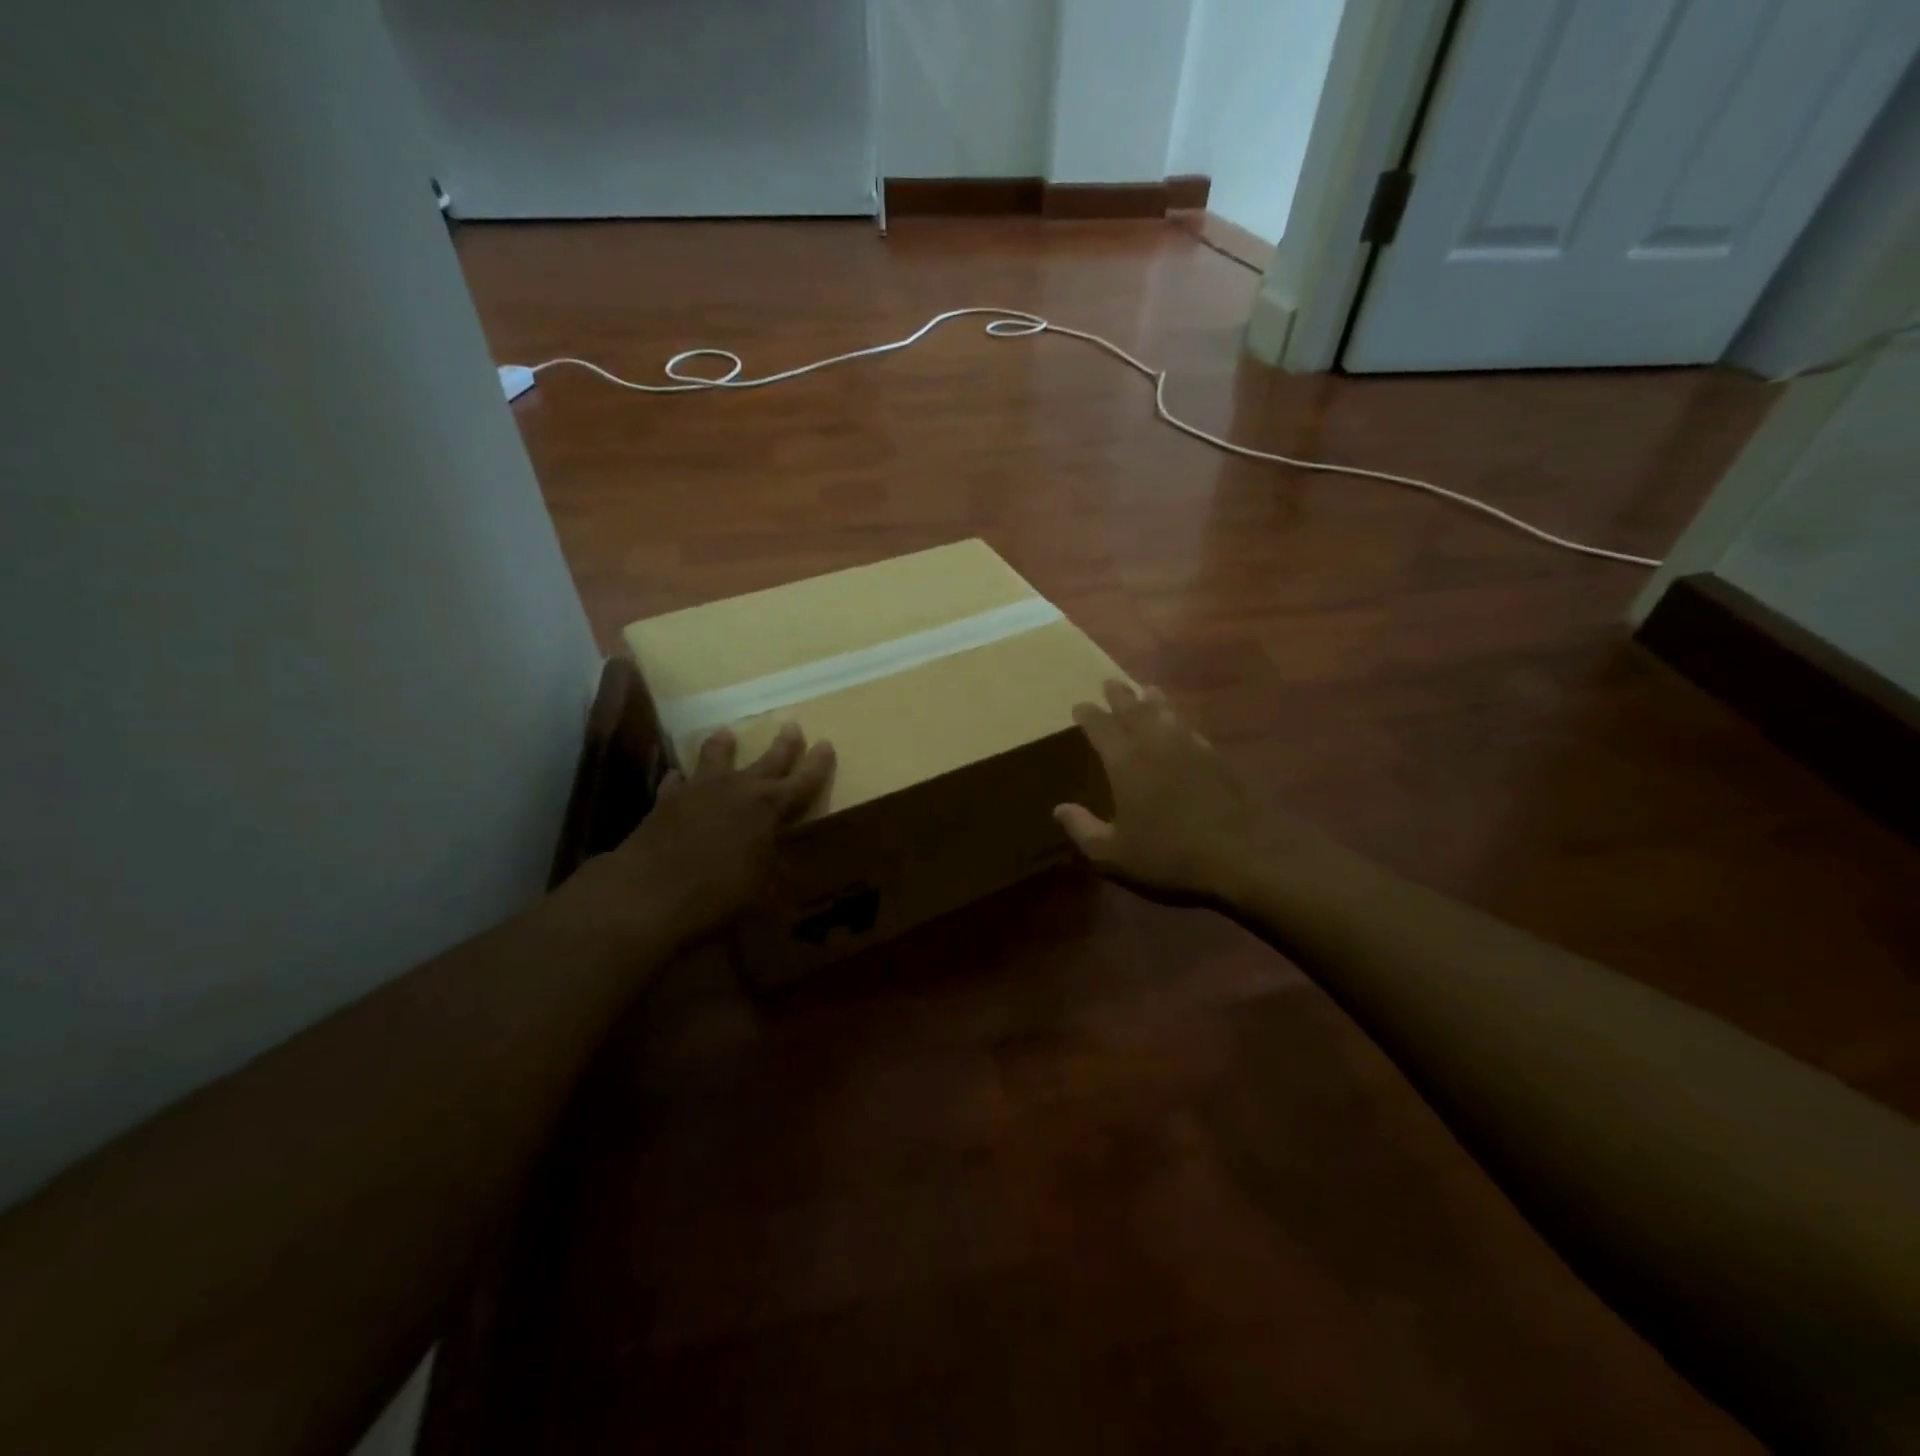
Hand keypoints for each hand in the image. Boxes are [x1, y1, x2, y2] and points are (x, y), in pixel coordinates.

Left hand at [601, 722, 834, 947]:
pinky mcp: (666, 801)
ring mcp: (699, 791)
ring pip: (715, 758)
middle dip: (783, 745)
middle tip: (792, 725)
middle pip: (767, 761)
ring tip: (726, 733)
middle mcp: (738, 789)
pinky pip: (676, 783)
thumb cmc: (719, 892)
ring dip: (723, 747)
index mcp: (769, 807)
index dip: (817, 764)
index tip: (827, 744)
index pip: (802, 781)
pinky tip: (677, 777)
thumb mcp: (761, 887)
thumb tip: (780, 859)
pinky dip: (680, 780)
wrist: (649, 894)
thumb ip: (772, 865)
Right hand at [1056, 680, 1314, 909]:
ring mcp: (1191, 748)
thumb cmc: (1170, 855)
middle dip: (1120, 695)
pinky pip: (1192, 731)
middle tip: (1111, 682)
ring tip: (1148, 690)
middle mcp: (1156, 744)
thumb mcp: (1114, 854)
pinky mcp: (1219, 759)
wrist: (1245, 854)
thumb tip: (1059, 809)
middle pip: (1135, 709)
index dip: (1088, 714)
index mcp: (1125, 761)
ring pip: (1167, 714)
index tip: (1079, 705)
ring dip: (1154, 700)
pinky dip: (1181, 723)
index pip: (1101, 727)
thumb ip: (1083, 829)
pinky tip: (1183, 727)